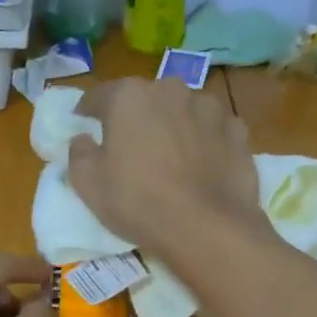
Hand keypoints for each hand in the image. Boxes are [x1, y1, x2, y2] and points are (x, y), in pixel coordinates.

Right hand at [68, 79, 262, 262]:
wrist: (207, 227)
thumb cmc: (138, 202)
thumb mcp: (87, 184)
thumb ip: (79, 153)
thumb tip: (83, 139)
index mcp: (128, 96)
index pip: (99, 96)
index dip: (88, 113)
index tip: (84, 126)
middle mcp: (170, 89)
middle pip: (145, 100)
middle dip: (135, 117)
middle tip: (131, 147)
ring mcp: (209, 107)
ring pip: (182, 111)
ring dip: (173, 126)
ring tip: (171, 157)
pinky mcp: (237, 130)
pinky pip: (212, 130)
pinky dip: (205, 141)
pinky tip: (202, 166)